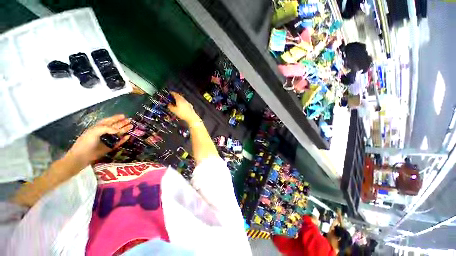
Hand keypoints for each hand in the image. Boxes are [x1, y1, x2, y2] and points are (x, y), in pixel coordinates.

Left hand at [67, 114, 132, 165]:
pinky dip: (124, 139)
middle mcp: (104, 133)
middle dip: (122, 123)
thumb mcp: (94, 132)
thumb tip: (118, 130)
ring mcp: (108, 140)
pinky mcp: (110, 147)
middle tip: (130, 121)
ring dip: (125, 130)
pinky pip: (119, 142)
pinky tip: (128, 136)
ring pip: (118, 134)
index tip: (123, 116)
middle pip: (115, 126)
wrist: (82, 157)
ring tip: (132, 126)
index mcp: (99, 128)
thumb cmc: (86, 142)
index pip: (109, 121)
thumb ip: (106, 128)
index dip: (115, 118)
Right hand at [167, 91, 198, 122]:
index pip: (175, 94)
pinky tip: (182, 106)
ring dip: (179, 100)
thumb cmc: (182, 113)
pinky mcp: (190, 106)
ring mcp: (188, 103)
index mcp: (179, 99)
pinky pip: (185, 103)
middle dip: (176, 96)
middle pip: (179, 96)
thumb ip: (170, 107)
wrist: (191, 117)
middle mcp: (184, 100)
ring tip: (176, 102)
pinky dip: (182, 103)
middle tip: (172, 97)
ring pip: (183, 99)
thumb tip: (169, 105)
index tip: (170, 92)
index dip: (172, 93)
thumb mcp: (174, 110)